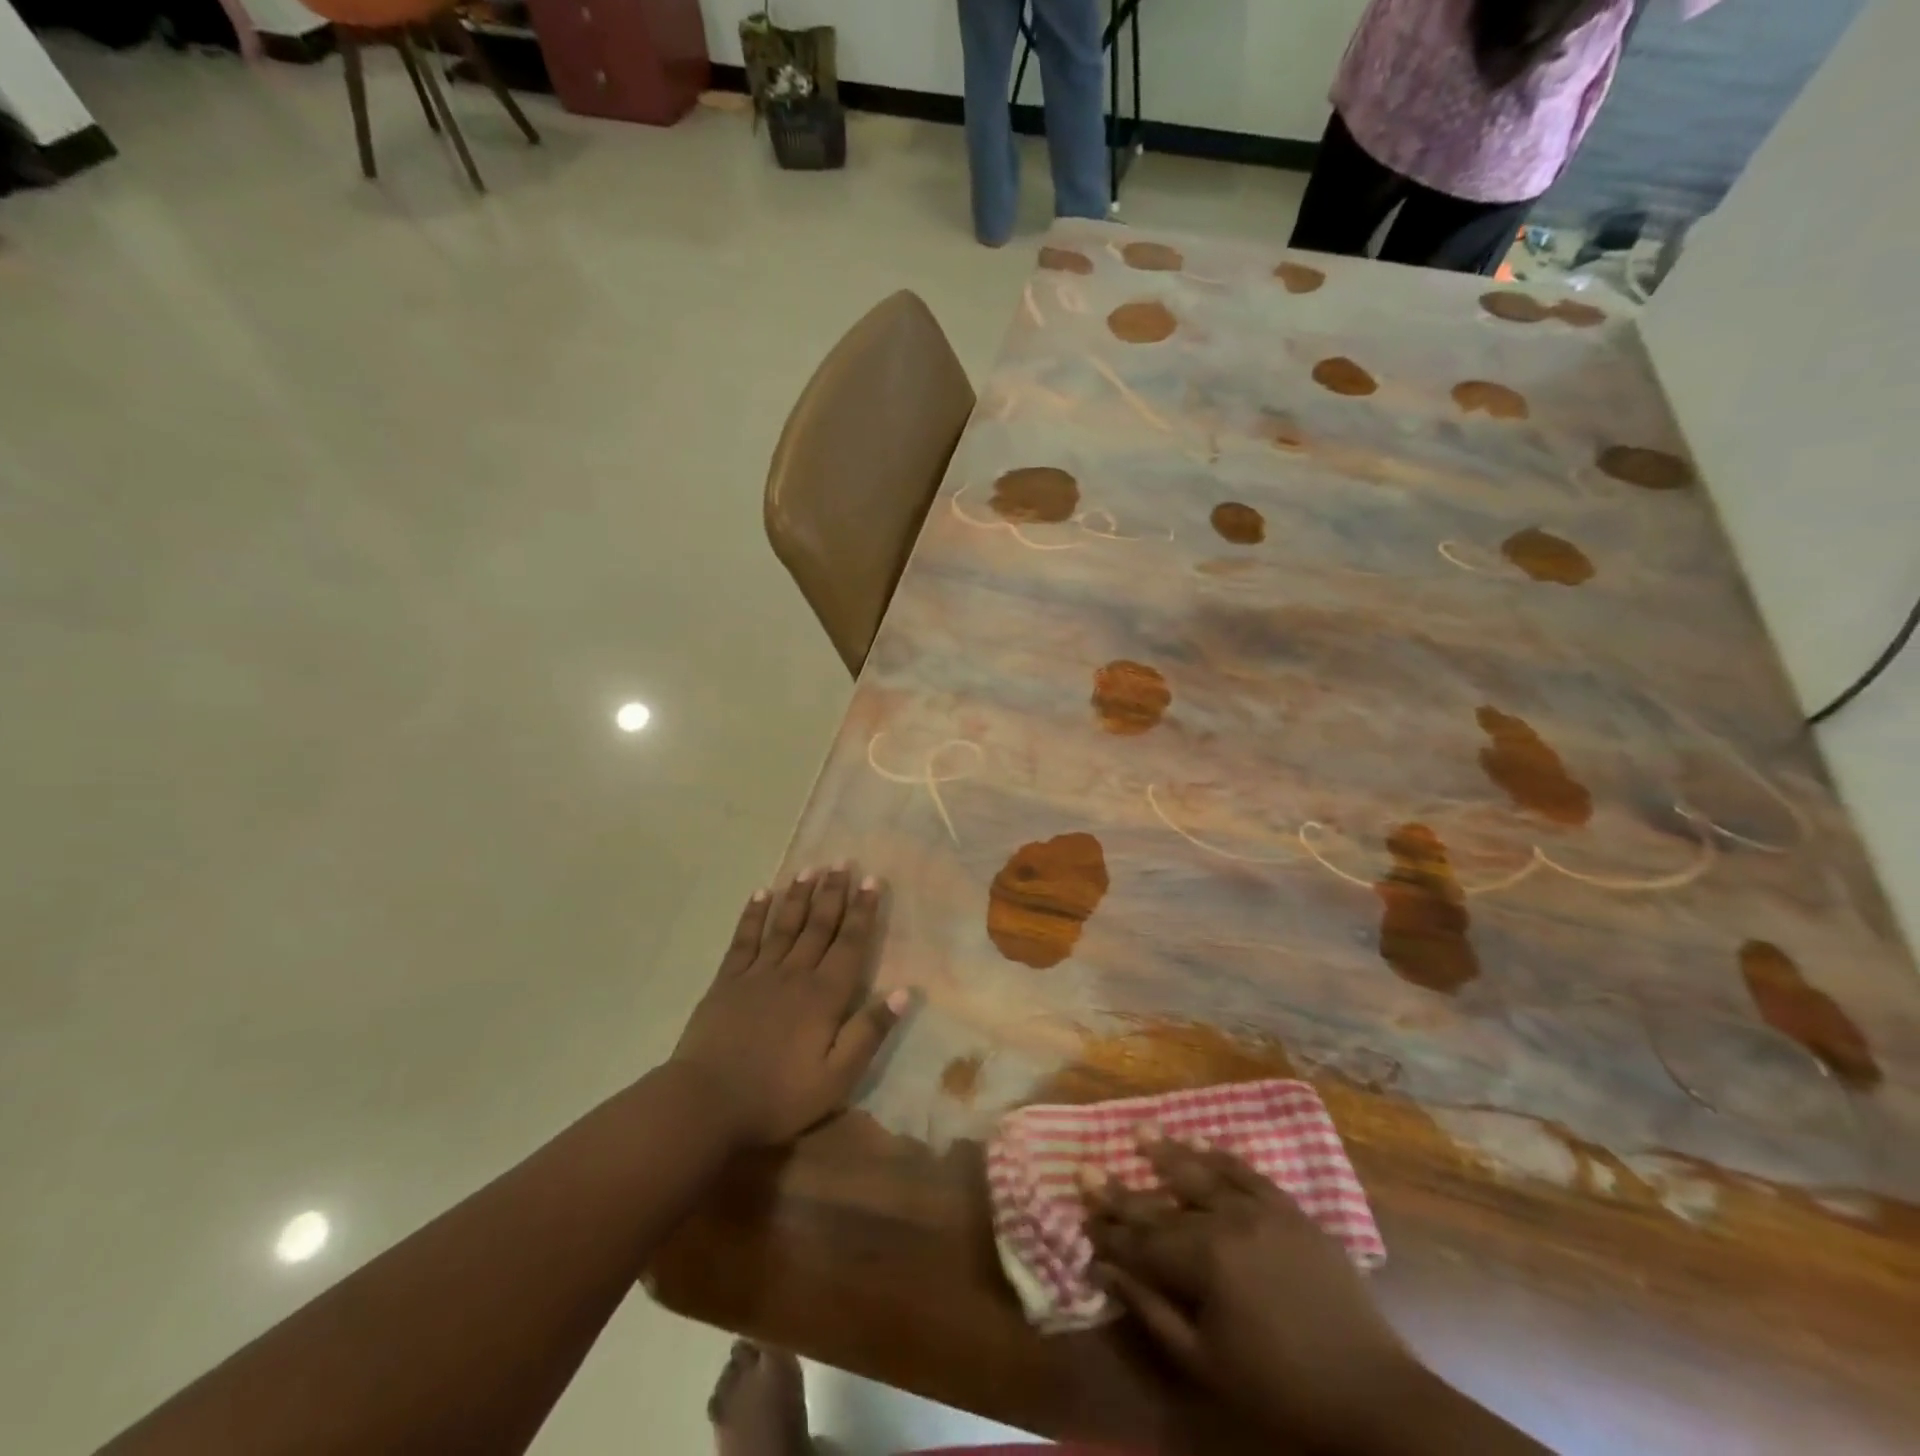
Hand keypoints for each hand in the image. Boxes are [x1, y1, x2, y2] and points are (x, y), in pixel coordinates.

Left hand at [671, 866, 907, 1146]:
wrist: (706, 1103)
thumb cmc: (778, 1096)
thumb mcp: (836, 1077)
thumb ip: (869, 1032)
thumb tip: (904, 992)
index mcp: (824, 996)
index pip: (850, 944)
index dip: (863, 911)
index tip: (872, 881)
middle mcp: (794, 974)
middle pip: (818, 926)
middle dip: (833, 893)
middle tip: (842, 862)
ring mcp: (757, 974)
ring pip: (784, 926)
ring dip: (798, 896)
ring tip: (810, 869)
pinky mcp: (727, 982)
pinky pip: (744, 940)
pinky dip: (753, 915)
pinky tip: (760, 894)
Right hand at [1086, 1138, 1414, 1452]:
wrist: (1373, 1395)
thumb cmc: (1280, 1389)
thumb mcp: (1206, 1365)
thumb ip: (1152, 1311)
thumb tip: (1106, 1270)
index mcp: (1204, 1261)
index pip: (1141, 1240)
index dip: (1108, 1228)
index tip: (1080, 1208)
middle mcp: (1227, 1220)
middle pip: (1163, 1201)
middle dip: (1123, 1189)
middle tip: (1089, 1166)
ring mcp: (1262, 1209)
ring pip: (1203, 1172)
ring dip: (1168, 1154)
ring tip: (1140, 1132)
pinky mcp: (1291, 1210)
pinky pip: (1248, 1172)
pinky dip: (1220, 1156)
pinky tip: (1201, 1144)